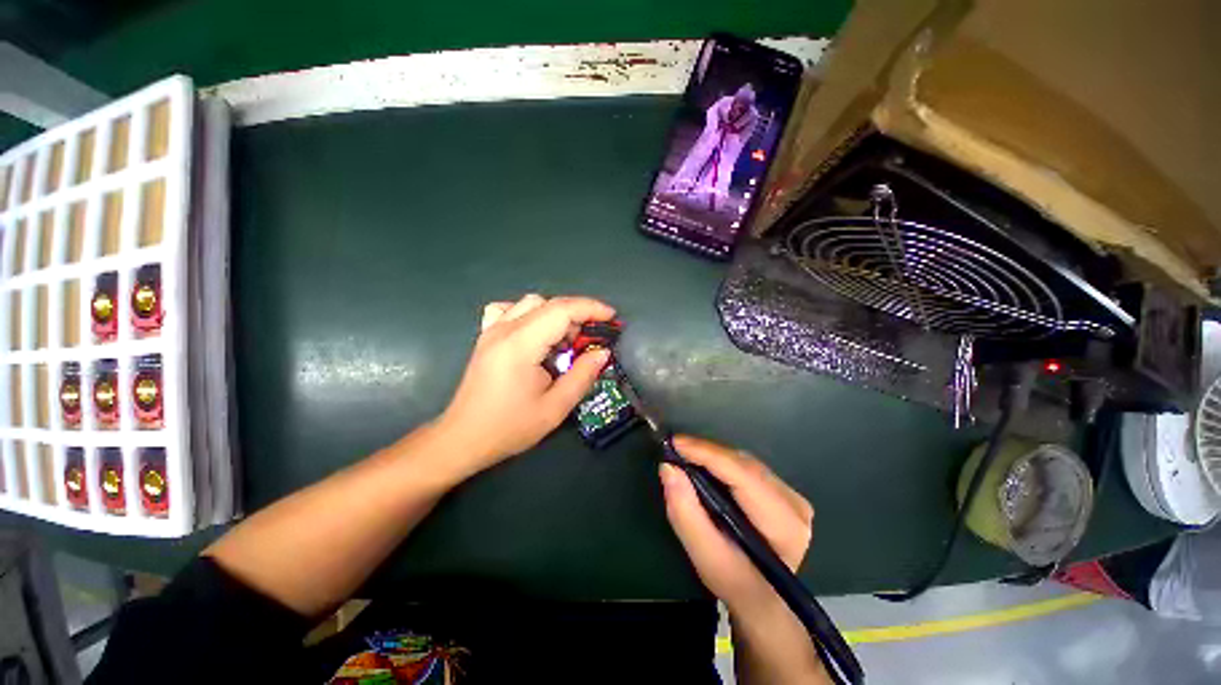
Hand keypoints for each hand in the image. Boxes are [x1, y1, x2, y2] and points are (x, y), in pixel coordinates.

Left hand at [434, 294, 614, 477]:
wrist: (463, 438)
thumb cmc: (509, 427)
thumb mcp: (555, 408)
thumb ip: (583, 376)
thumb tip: (602, 352)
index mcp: (521, 345)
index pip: (561, 310)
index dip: (591, 309)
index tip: (612, 318)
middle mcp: (504, 329)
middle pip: (548, 303)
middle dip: (577, 314)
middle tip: (590, 340)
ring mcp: (492, 330)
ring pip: (531, 302)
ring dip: (556, 314)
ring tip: (565, 341)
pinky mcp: (486, 336)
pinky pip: (510, 310)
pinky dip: (531, 314)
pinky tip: (536, 333)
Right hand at [660, 435, 813, 613]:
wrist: (762, 602)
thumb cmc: (734, 583)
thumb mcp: (705, 555)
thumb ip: (686, 512)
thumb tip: (668, 468)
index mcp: (784, 524)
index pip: (743, 475)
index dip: (708, 454)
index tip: (675, 442)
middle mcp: (794, 503)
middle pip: (744, 464)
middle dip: (707, 452)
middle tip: (675, 448)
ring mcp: (791, 495)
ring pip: (744, 461)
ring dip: (712, 455)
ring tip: (685, 453)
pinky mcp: (782, 491)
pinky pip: (746, 467)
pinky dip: (721, 462)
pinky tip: (704, 463)